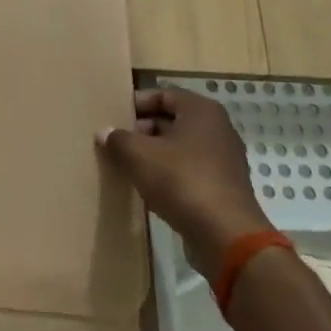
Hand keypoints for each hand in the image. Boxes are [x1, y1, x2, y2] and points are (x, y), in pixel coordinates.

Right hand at [98, 86, 273, 280]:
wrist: (226, 236)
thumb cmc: (181, 181)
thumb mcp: (138, 155)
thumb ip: (118, 139)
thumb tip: (104, 132)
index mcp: (201, 111)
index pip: (162, 94)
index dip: (136, 104)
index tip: (113, 118)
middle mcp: (217, 129)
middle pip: (172, 121)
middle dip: (142, 130)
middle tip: (117, 143)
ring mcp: (224, 160)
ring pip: (180, 148)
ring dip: (154, 155)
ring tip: (127, 166)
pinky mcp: (223, 187)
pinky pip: (189, 171)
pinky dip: (169, 175)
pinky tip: (149, 188)